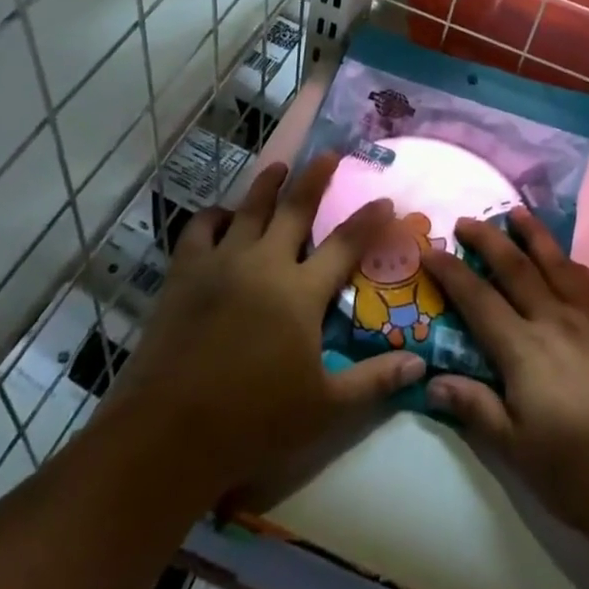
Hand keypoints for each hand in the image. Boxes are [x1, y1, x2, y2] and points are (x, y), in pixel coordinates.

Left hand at [107, 155, 424, 498]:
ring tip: (280, 166)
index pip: (346, 243)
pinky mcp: (185, 273)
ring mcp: (222, 263)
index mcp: (301, 292)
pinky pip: (200, 228)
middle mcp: (265, 263)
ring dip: (268, 184)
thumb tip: (419, 362)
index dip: (369, 220)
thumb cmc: (253, 422)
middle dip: (316, 177)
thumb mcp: (324, 409)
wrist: (169, 435)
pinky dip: (214, 216)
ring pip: (250, 208)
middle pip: (296, 208)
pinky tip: (222, 215)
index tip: (385, 200)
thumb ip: (373, 381)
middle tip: (330, 153)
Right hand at [423, 206, 588, 535]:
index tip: (431, 251)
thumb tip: (433, 380)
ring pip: (554, 261)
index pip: (477, 299)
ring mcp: (588, 316)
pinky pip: (587, 279)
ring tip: (515, 213)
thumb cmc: (576, 471)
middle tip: (466, 220)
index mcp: (522, 349)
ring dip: (531, 234)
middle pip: (514, 267)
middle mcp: (552, 318)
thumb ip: (476, 407)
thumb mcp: (515, 449)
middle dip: (487, 240)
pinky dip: (569, 261)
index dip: (451, 273)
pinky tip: (565, 259)